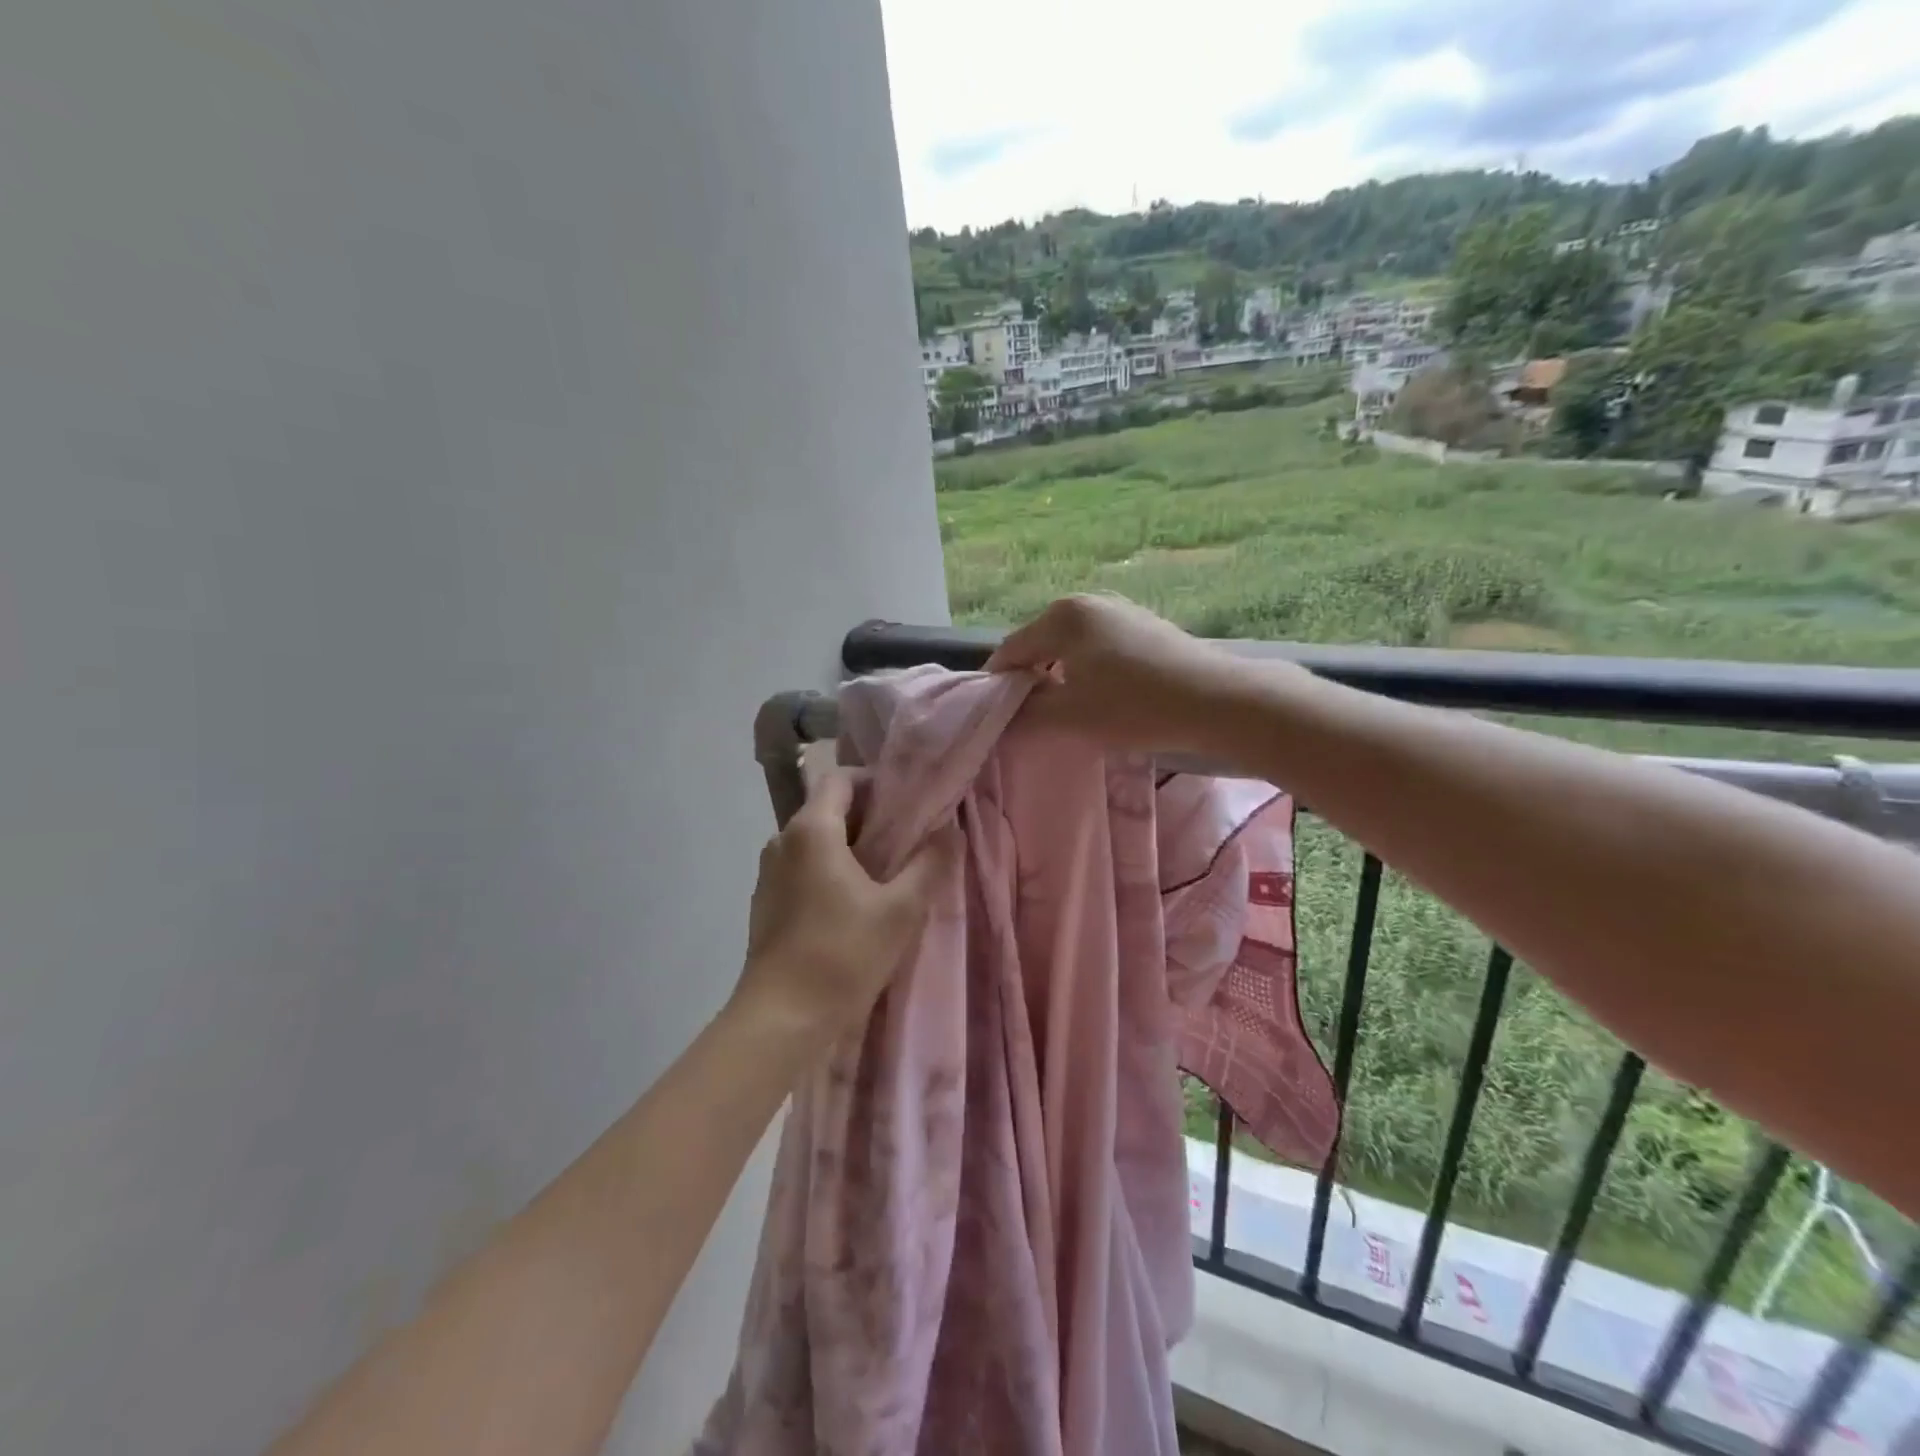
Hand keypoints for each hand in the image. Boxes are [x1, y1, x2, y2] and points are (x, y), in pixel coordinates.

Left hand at [732, 769, 948, 1045]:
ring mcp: (769, 873)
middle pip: (829, 808)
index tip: (908, 804)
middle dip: (869, 818)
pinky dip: (830, 871)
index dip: (876, 782)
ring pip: (816, 841)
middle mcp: (782, 840)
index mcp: (812, 829)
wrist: (781, 1020)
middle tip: (908, 839)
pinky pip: (802, 868)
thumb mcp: (900, 910)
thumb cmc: (842, 956)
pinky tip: (855, 903)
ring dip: (851, 847)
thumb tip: (951, 830)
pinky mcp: (766, 902)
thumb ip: (930, 864)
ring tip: (888, 872)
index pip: (840, 779)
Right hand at [986, 593, 1264, 753]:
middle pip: (1039, 643)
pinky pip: (1098, 645)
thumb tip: (1001, 715)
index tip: (994, 715)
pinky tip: (1104, 695)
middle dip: (1030, 678)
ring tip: (1068, 708)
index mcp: (1061, 617)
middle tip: (1032, 716)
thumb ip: (1024, 715)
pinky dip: (1088, 668)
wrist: (1216, 701)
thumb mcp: (1069, 717)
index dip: (997, 684)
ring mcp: (1119, 609)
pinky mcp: (1144, 623)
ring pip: (1070, 645)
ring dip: (1060, 675)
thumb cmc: (1133, 707)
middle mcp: (1086, 602)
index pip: (1010, 650)